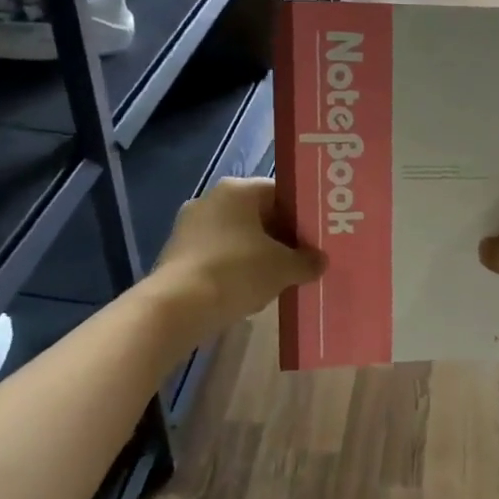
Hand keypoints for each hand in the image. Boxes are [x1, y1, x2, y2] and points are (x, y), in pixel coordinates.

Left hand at [155, 177, 325, 325]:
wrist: (178, 307)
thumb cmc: (238, 272)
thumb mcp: (284, 268)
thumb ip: (307, 261)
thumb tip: (320, 261)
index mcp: (238, 190)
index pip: (280, 193)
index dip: (302, 216)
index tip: (316, 238)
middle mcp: (211, 200)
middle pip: (258, 215)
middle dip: (281, 238)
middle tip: (303, 259)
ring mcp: (190, 226)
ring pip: (237, 237)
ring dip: (258, 255)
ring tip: (279, 279)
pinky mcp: (178, 254)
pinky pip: (218, 255)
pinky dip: (235, 269)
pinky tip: (249, 291)